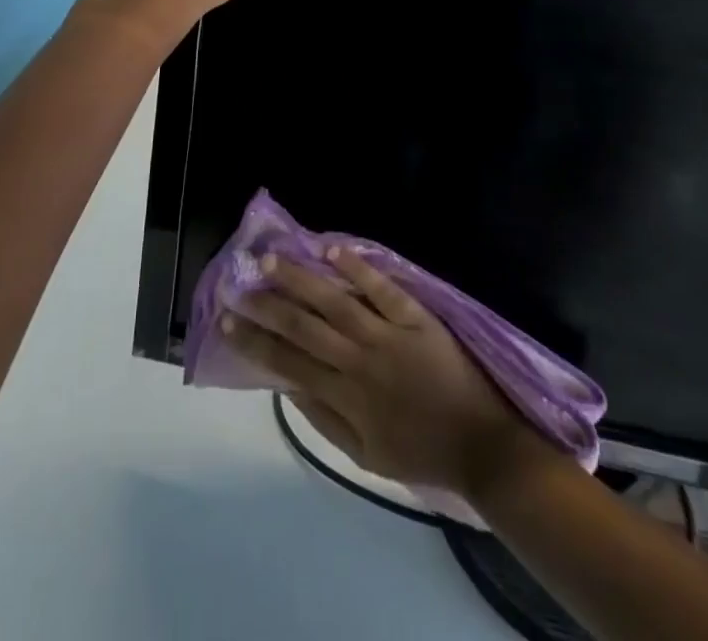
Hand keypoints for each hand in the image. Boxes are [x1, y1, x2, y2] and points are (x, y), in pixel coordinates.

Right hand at [225, 248, 553, 500]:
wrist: (482, 443)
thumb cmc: (420, 451)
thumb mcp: (364, 457)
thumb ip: (323, 421)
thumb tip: (285, 386)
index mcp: (346, 397)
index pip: (288, 363)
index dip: (254, 342)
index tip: (225, 321)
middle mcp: (360, 361)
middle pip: (304, 327)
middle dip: (266, 306)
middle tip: (237, 284)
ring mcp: (388, 334)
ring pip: (335, 301)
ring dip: (300, 279)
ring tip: (270, 260)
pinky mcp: (416, 317)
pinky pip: (382, 289)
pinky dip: (357, 268)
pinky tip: (331, 249)